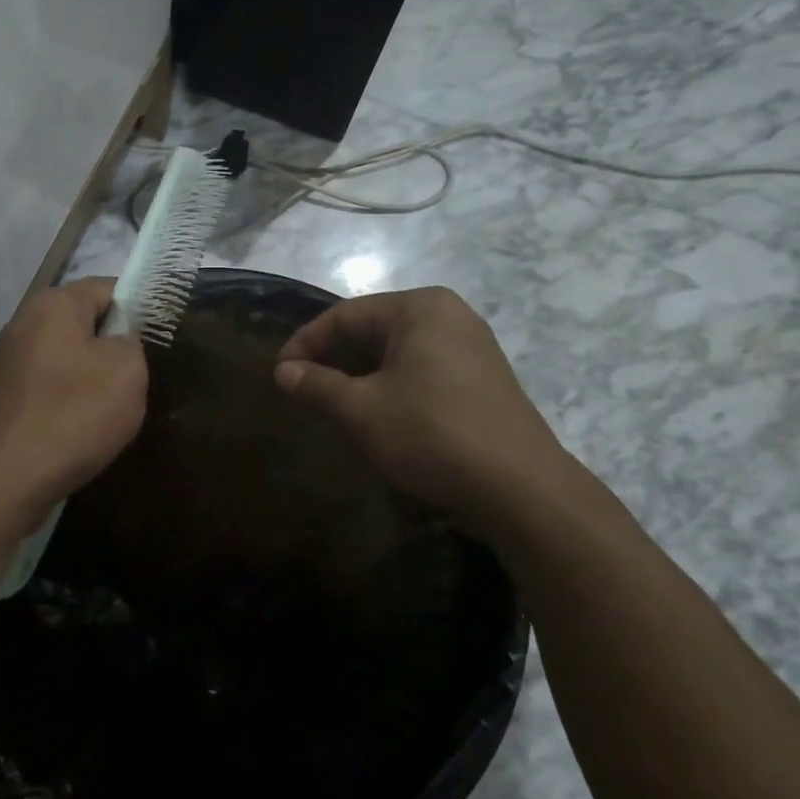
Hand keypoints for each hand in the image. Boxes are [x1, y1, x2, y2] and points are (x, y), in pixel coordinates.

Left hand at [0, 277, 147, 519]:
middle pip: (83, 325)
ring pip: (65, 361)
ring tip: (110, 414)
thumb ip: (132, 342)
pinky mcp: (0, 400)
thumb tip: (118, 343)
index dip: (138, 308)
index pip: (107, 287)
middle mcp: (23, 324)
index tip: (157, 340)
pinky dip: (65, 406)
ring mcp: (6, 364)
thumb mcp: (127, 371)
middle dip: (112, 349)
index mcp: (54, 305)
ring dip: (89, 382)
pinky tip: (78, 434)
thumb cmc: (70, 415)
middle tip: (138, 381)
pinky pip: (46, 391)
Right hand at [273, 287, 576, 533]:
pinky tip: (377, 414)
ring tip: (332, 404)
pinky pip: (422, 369)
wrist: (520, 490)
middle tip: (302, 389)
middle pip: (372, 329)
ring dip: (359, 375)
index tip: (278, 373)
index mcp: (419, 308)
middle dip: (333, 359)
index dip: (305, 343)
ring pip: (397, 352)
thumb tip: (283, 372)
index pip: (345, 315)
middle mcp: (449, 315)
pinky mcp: (483, 379)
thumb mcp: (361, 410)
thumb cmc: (430, 434)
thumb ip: (317, 385)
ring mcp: (472, 346)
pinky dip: (391, 385)